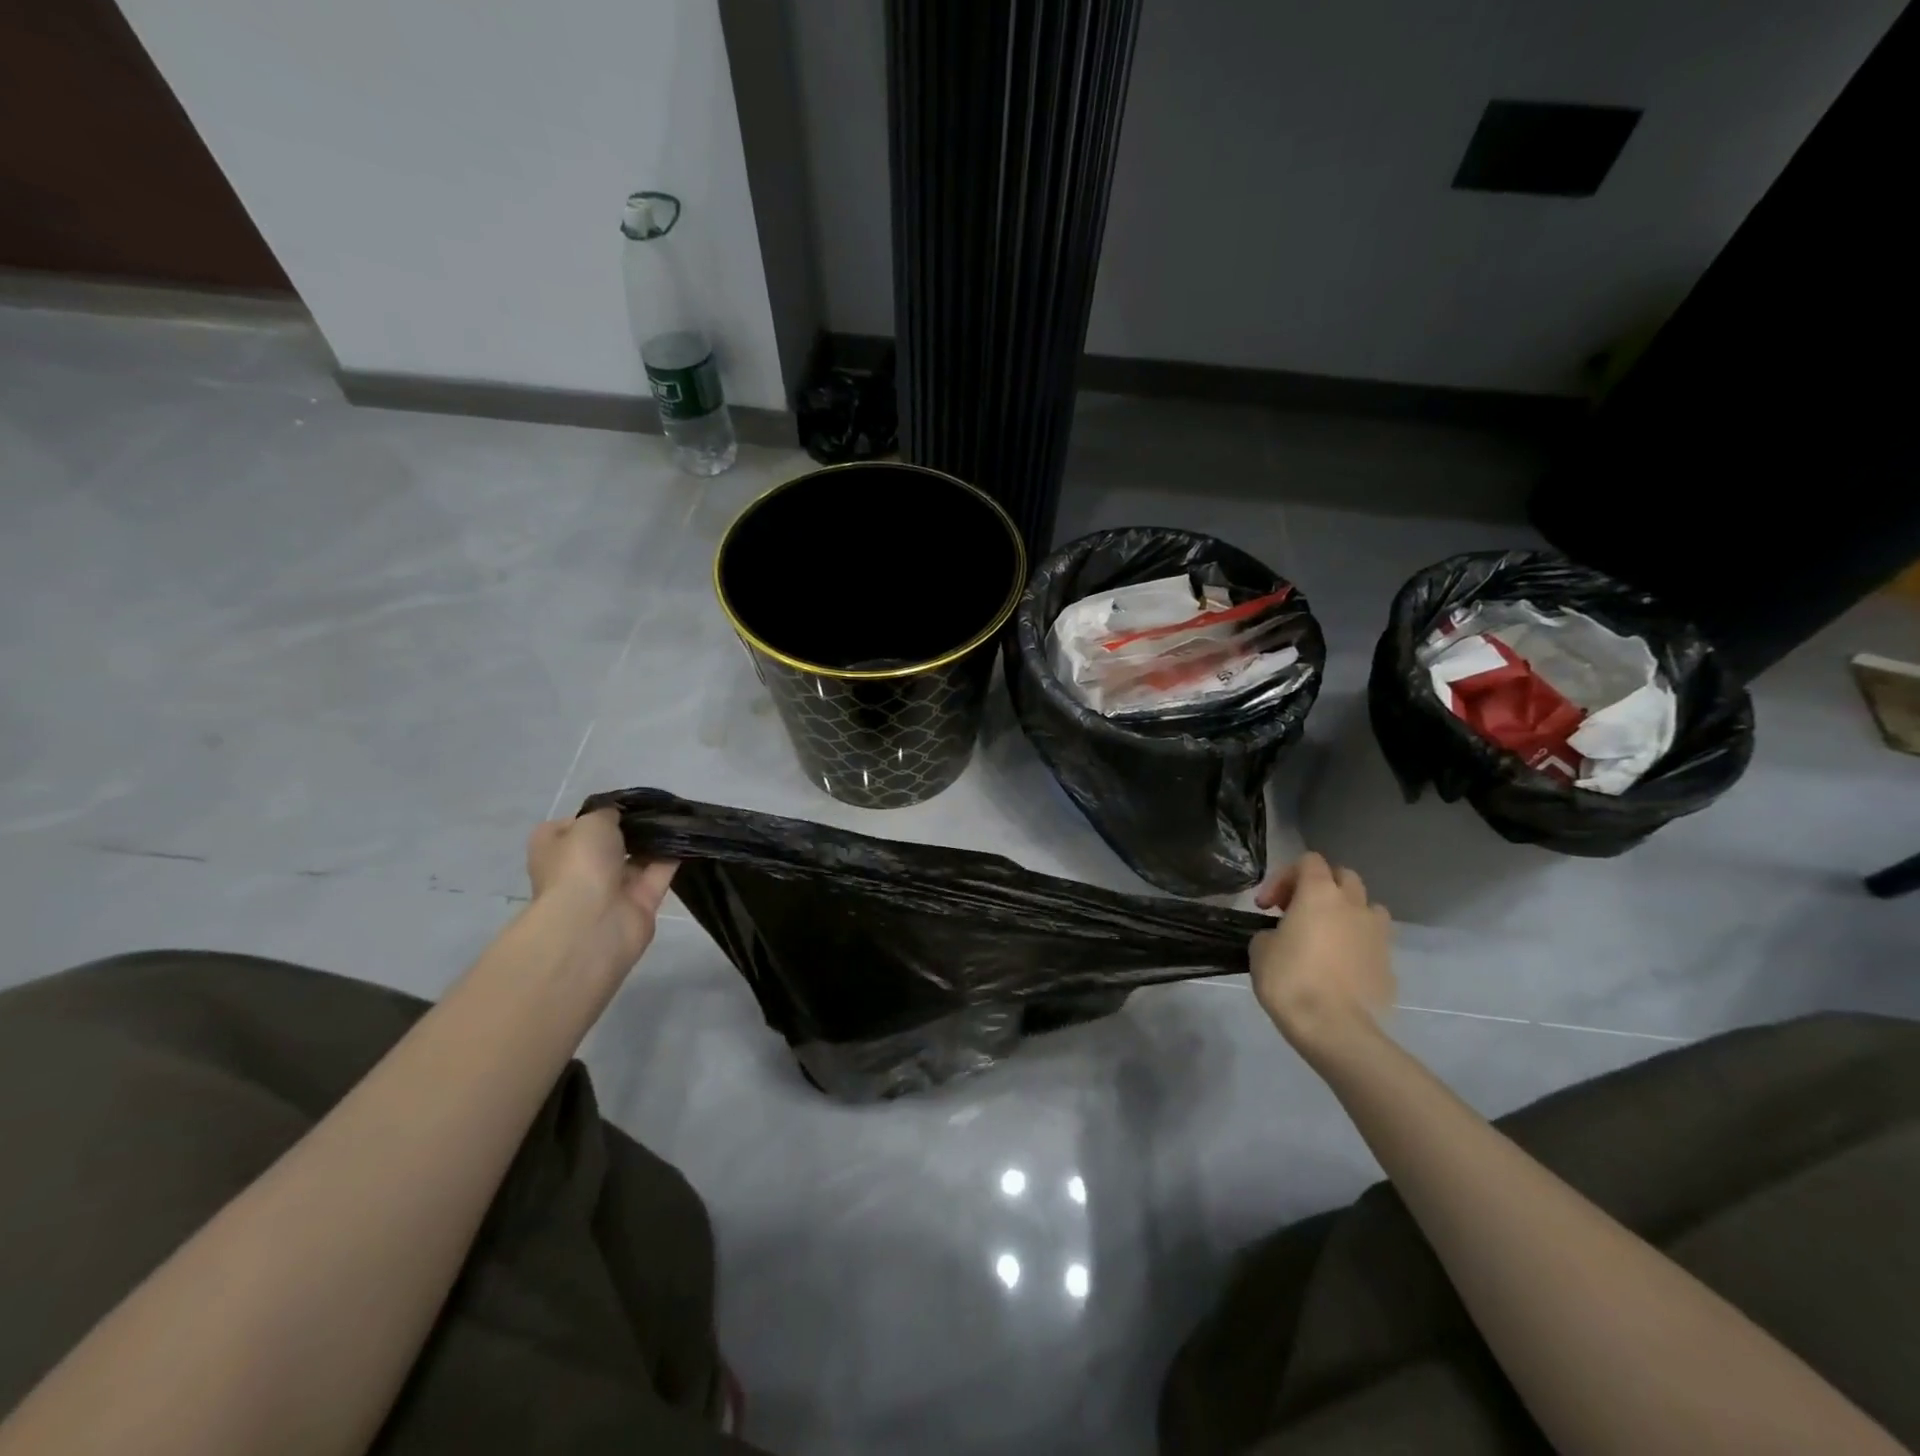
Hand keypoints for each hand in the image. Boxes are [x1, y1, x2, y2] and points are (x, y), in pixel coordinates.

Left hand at [526, 808, 676, 972]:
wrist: (594, 921)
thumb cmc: (580, 864)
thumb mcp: (591, 821)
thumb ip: (609, 812)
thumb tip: (619, 814)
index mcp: (555, 848)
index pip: (576, 824)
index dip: (600, 811)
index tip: (625, 802)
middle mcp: (580, 867)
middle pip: (611, 841)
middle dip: (634, 825)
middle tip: (660, 805)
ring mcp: (611, 887)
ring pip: (638, 856)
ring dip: (656, 839)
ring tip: (680, 815)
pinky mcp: (641, 901)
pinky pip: (660, 871)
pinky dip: (673, 855)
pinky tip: (689, 835)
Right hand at [1249, 852, 1394, 1057]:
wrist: (1335, 1028)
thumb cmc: (1290, 980)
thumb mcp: (1260, 949)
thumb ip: (1272, 932)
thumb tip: (1283, 938)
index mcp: (1320, 893)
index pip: (1308, 860)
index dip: (1283, 877)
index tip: (1266, 906)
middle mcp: (1353, 905)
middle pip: (1343, 876)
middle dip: (1320, 887)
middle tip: (1297, 912)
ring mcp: (1378, 934)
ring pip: (1367, 907)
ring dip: (1347, 913)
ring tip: (1327, 936)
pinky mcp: (1390, 964)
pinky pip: (1374, 942)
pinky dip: (1358, 945)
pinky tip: (1341, 968)